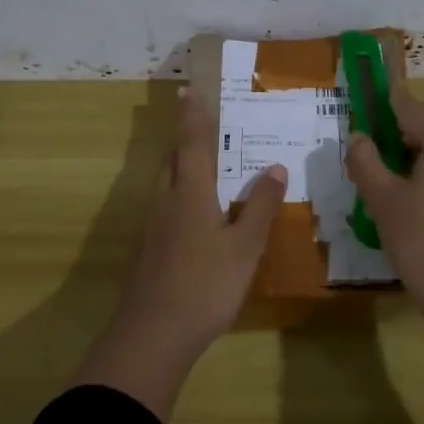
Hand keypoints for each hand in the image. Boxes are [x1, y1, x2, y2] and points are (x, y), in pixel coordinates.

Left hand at [123, 87, 287, 347]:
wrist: (154, 334)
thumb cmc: (206, 284)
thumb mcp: (246, 246)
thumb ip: (260, 206)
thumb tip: (274, 167)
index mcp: (190, 192)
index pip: (192, 142)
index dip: (192, 115)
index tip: (188, 89)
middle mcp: (166, 200)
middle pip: (173, 159)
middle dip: (185, 139)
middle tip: (202, 127)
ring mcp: (153, 226)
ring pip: (166, 184)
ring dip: (181, 167)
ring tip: (204, 167)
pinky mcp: (149, 250)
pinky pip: (166, 207)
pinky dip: (180, 196)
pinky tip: (196, 216)